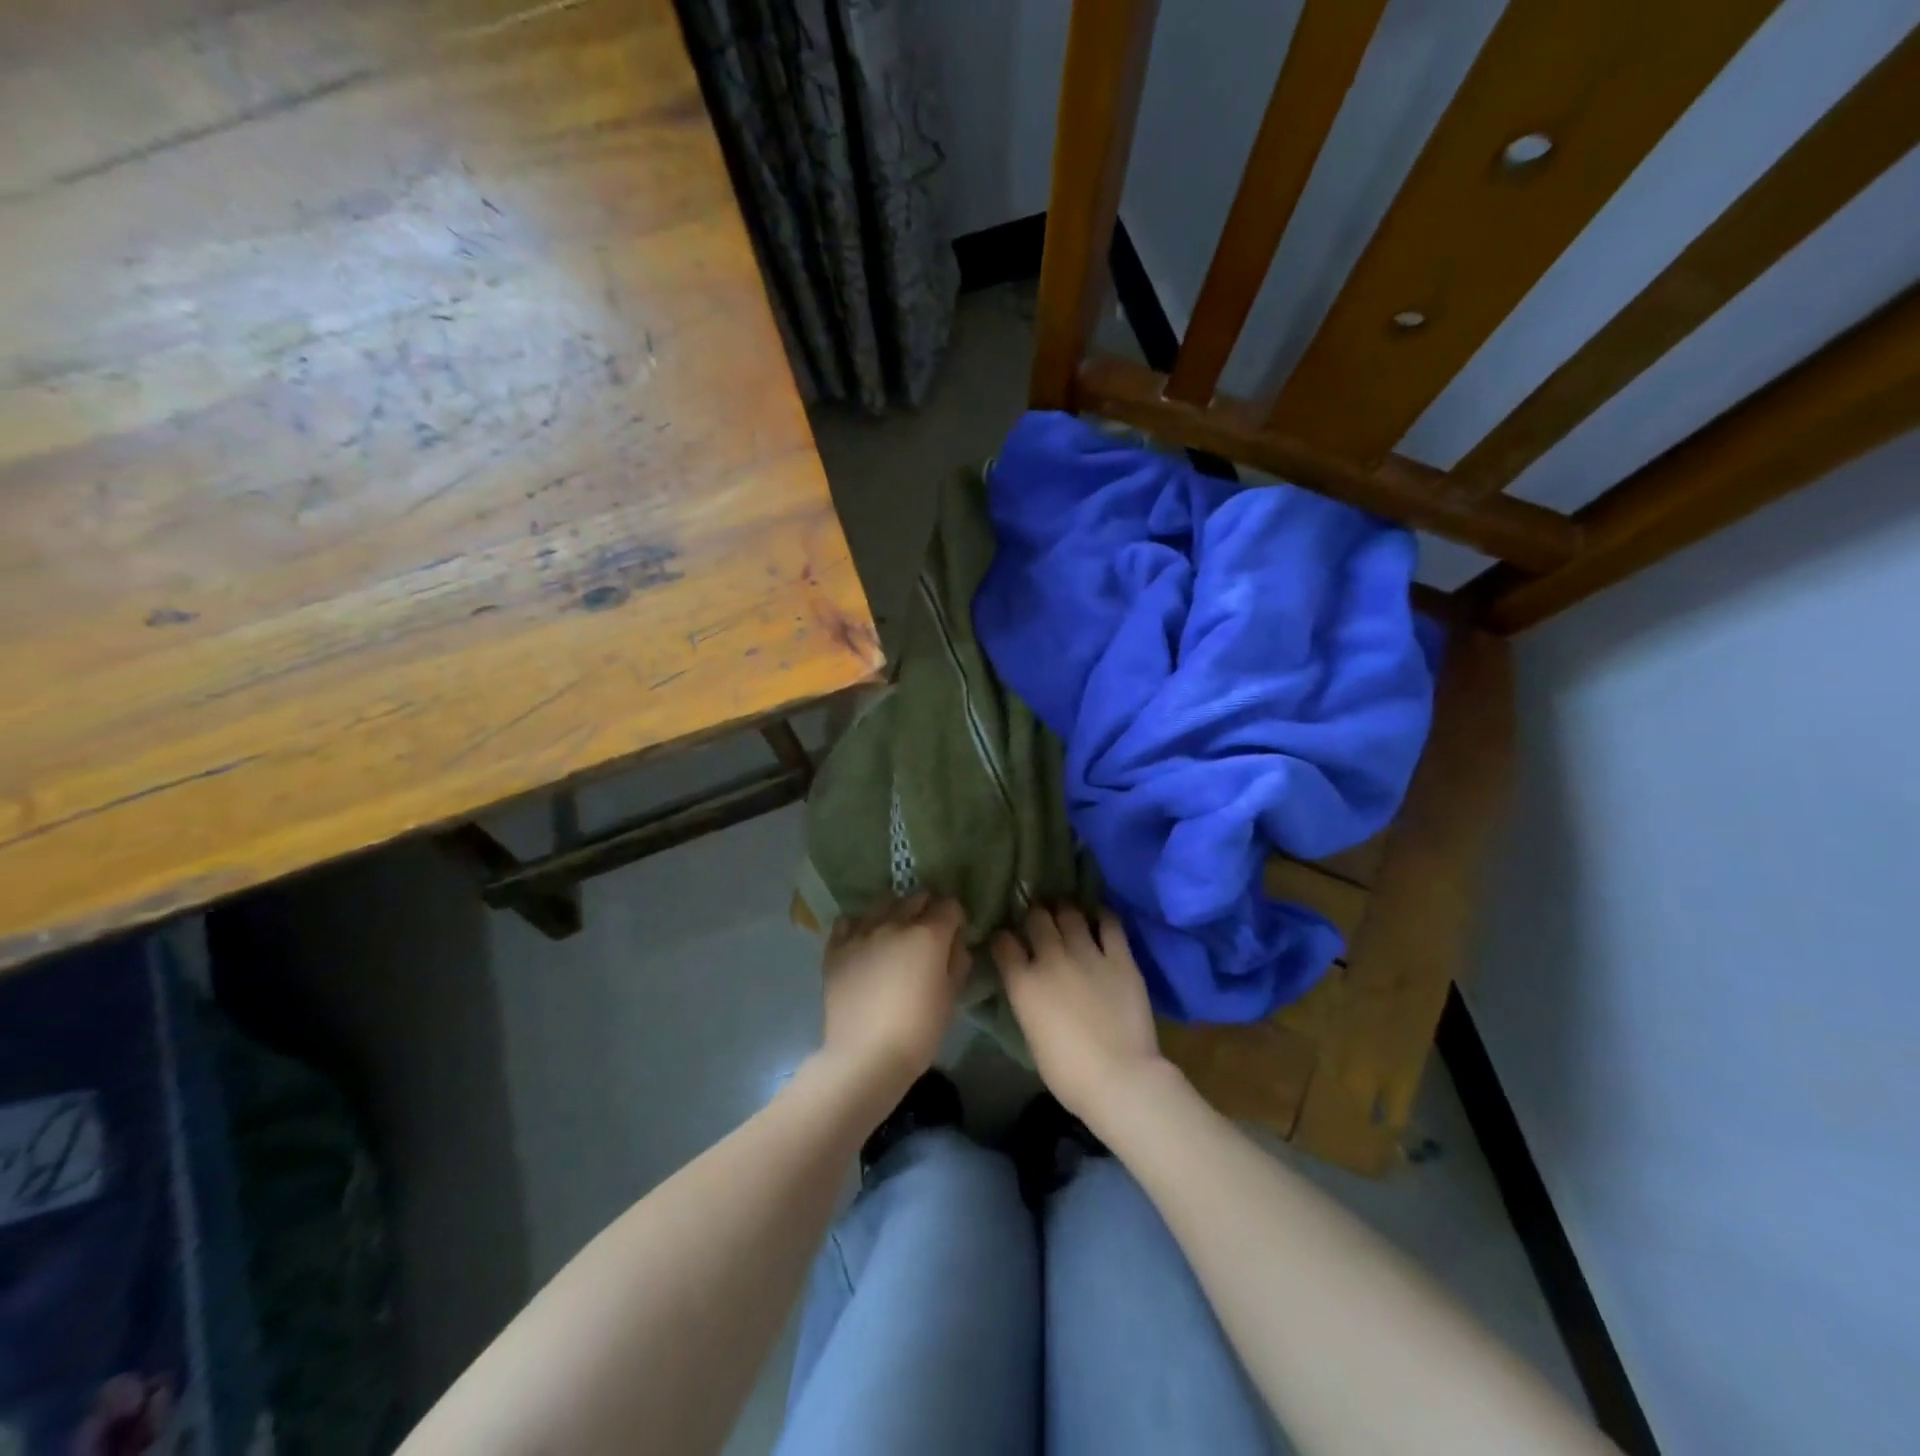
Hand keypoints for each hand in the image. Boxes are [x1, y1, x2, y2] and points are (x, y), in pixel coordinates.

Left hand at [821, 893, 967, 1101]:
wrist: (865, 1057)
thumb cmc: (918, 1031)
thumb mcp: (951, 997)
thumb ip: (957, 961)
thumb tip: (955, 941)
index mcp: (928, 934)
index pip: (949, 905)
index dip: (955, 917)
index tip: (954, 934)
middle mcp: (894, 923)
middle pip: (916, 897)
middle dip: (927, 909)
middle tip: (928, 935)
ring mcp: (862, 932)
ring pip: (883, 904)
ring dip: (895, 913)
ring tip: (895, 934)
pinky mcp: (836, 948)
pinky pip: (849, 922)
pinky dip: (860, 926)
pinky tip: (864, 942)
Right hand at [991, 905, 1168, 1125]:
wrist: (1119, 1078)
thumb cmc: (1068, 1072)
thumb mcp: (1031, 1034)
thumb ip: (1027, 1000)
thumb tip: (1028, 985)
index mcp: (1023, 982)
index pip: (1003, 943)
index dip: (1003, 938)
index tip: (1006, 940)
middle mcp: (1051, 958)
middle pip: (1036, 918)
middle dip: (1034, 915)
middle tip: (1039, 919)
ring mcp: (1087, 954)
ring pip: (1070, 914)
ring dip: (1064, 910)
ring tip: (1066, 911)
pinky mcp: (1120, 957)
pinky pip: (1109, 923)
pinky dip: (1101, 916)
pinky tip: (1099, 916)